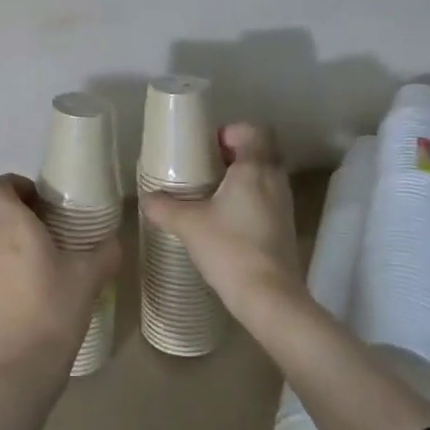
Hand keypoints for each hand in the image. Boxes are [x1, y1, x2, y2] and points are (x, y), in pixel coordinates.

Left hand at [0, 174, 120, 381]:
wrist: (20, 366)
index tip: (41, 197)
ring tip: (46, 248)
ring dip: (11, 232)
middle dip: (12, 205)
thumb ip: (106, 251)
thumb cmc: (54, 309)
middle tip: (44, 218)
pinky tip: (37, 278)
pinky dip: (9, 258)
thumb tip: (115, 239)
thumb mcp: (90, 276)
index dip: (15, 183)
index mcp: (12, 225)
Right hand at [140, 123, 301, 317]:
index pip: (251, 131)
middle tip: (203, 169)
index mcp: (254, 168)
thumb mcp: (188, 225)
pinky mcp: (285, 227)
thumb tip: (145, 198)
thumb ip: (164, 207)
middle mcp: (274, 180)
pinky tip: (225, 220)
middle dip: (232, 156)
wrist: (269, 298)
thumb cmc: (229, 249)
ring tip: (210, 194)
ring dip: (240, 179)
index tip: (204, 148)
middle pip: (258, 152)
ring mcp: (284, 205)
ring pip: (263, 177)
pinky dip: (248, 200)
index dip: (228, 133)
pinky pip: (266, 199)